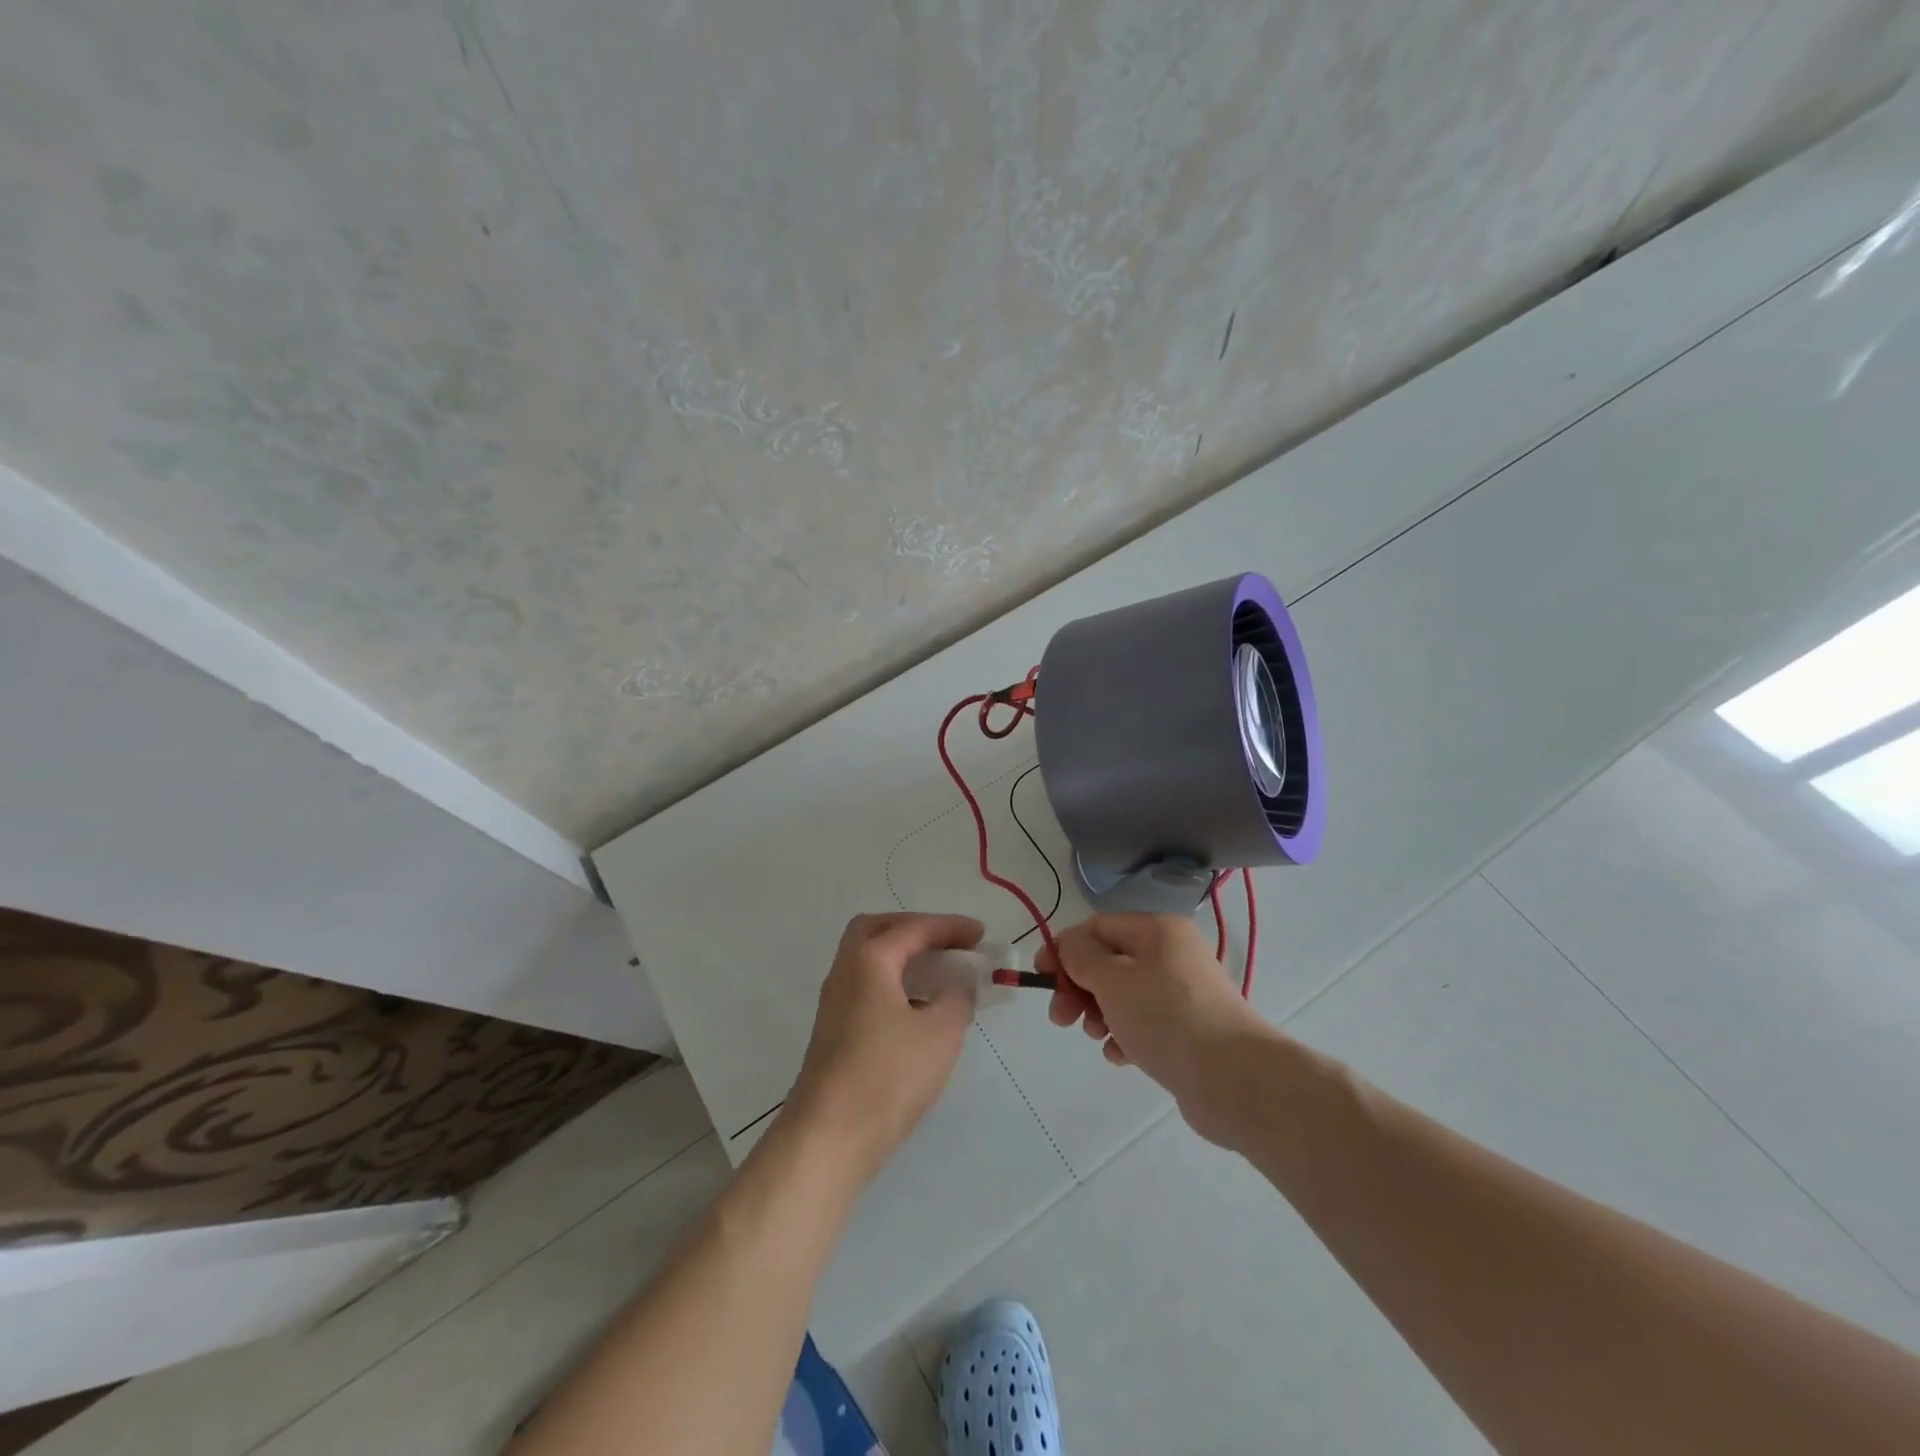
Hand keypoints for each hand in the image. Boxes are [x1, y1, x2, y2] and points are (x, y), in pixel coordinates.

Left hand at [789, 912, 982, 1175]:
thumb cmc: (888, 1075)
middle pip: (877, 930)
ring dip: (905, 959)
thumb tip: (961, 982)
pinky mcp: (836, 1032)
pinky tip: (920, 1011)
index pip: (913, 928)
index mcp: (868, 960)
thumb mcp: (940, 1033)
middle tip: (948, 944)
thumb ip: (958, 997)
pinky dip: (896, 984)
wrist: (829, 1136)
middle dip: (915, 930)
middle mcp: (846, 972)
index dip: (950, 927)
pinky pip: (869, 988)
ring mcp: (836, 1003)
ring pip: (870, 961)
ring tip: (941, 976)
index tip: (981, 934)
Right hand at [1037, 912, 1271, 1144]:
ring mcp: (1183, 993)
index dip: (1064, 948)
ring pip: (1124, 995)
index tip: (1041, 976)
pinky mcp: (1188, 1030)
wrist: (1234, 1079)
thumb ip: (1081, 957)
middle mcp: (1172, 954)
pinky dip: (1125, 1035)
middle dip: (1079, 987)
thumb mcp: (1112, 980)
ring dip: (1100, 1013)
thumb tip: (1070, 946)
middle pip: (1109, 962)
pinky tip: (1122, 1055)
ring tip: (1098, 1037)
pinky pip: (1144, 1024)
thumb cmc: (1166, 1017)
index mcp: (1157, 930)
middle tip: (1061, 1016)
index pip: (1097, 927)